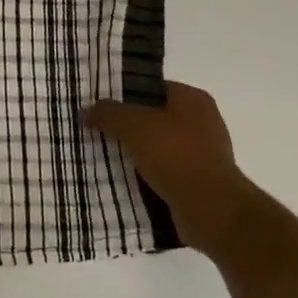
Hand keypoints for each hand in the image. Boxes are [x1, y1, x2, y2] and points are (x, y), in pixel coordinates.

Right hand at [86, 81, 256, 254]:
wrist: (211, 210)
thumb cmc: (176, 156)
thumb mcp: (134, 126)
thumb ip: (108, 113)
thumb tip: (86, 111)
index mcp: (193, 100)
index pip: (153, 87)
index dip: (125, 95)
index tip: (100, 106)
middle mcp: (202, 122)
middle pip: (154, 117)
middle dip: (127, 126)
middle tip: (96, 131)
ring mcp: (202, 154)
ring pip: (157, 147)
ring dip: (135, 153)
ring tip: (103, 157)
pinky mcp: (198, 182)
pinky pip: (163, 172)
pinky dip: (145, 175)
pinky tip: (123, 181)